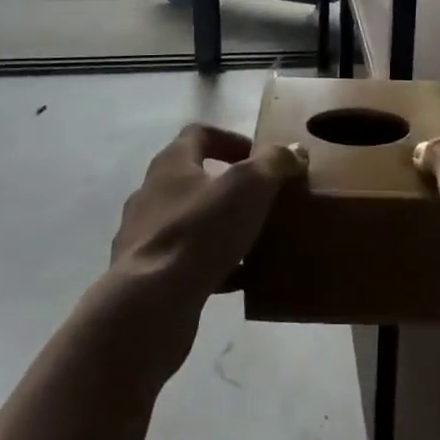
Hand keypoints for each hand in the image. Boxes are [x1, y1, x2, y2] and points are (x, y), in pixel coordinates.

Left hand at [108, 123, 306, 323]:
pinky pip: (187, 259)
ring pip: (192, 221)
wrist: (149, 305)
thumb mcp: (249, 186)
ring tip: (256, 240)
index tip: (260, 159)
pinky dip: (214, 263)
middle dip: (230, 187)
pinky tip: (239, 278)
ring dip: (222, 226)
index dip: (232, 140)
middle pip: (194, 178)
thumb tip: (294, 151)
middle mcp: (152, 193)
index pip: (199, 135)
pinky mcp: (146, 274)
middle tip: (263, 200)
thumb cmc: (200, 231)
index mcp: (172, 164)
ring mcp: (144, 235)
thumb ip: (274, 162)